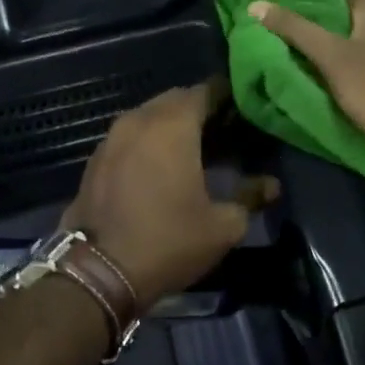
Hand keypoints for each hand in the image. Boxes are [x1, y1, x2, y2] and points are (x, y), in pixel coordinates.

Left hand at [62, 83, 277, 310]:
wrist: (98, 273)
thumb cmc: (168, 241)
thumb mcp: (223, 226)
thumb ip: (249, 197)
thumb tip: (270, 185)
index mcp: (172, 126)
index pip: (206, 91)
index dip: (228, 97)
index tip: (245, 111)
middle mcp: (138, 121)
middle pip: (174, 100)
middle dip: (199, 110)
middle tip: (224, 132)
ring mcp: (111, 139)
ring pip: (148, 117)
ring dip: (170, 126)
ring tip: (194, 150)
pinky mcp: (95, 161)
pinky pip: (128, 138)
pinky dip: (147, 143)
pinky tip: (160, 168)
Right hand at [248, 0, 364, 184]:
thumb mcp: (332, 57)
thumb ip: (295, 30)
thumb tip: (256, 4)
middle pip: (345, 12)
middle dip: (314, 17)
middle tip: (276, 23)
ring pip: (354, 38)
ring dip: (327, 43)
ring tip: (291, 48)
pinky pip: (363, 61)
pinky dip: (342, 63)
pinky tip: (323, 75)